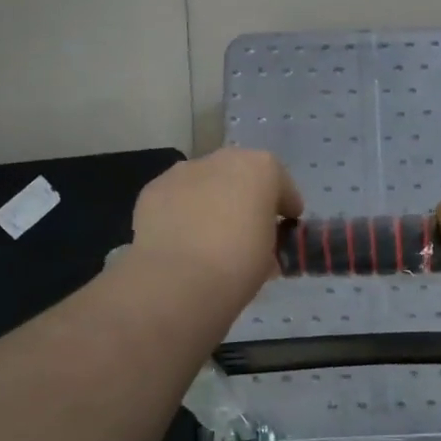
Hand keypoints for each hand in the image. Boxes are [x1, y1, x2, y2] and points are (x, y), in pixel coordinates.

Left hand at [130, 149, 303, 305]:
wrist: (178, 280)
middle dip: (246, 196)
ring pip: (206, 182)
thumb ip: (268, 238)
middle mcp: (222, 160)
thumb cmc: (239, 265)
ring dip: (212, 200)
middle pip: (241, 175)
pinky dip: (183, 211)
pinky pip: (178, 197)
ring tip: (210, 234)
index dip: (286, 205)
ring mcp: (183, 171)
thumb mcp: (270, 255)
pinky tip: (182, 238)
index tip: (287, 224)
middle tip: (248, 227)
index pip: (281, 182)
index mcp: (260, 169)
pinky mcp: (153, 189)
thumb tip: (258, 241)